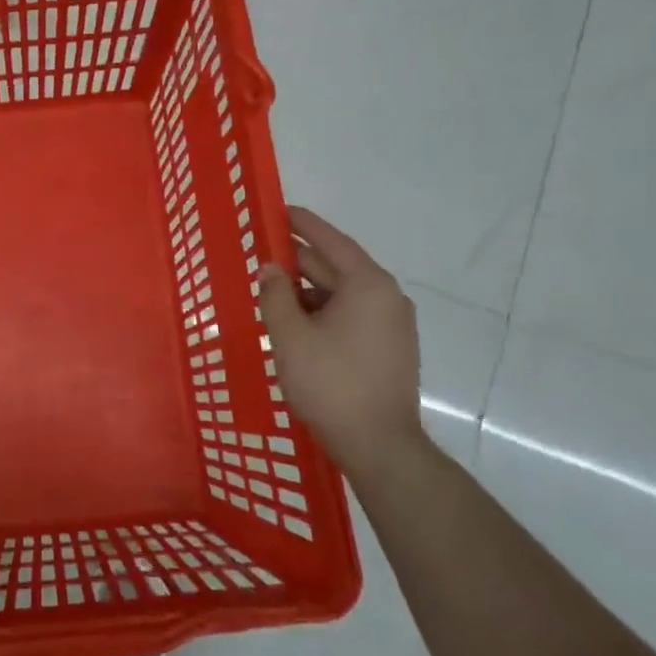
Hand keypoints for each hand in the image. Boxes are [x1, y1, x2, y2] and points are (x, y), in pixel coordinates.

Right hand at [258, 207, 426, 482]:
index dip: (303, 224)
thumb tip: (270, 269)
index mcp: (368, 285)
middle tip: (263, 254)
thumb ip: (275, 296)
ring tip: (272, 295)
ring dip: (308, 292)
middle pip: (336, 267)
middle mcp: (387, 297)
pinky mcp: (389, 348)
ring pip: (342, 294)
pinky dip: (323, 312)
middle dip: (299, 262)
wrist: (379, 445)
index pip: (331, 241)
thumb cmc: (331, 383)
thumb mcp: (290, 336)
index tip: (279, 209)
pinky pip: (351, 315)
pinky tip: (296, 324)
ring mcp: (392, 324)